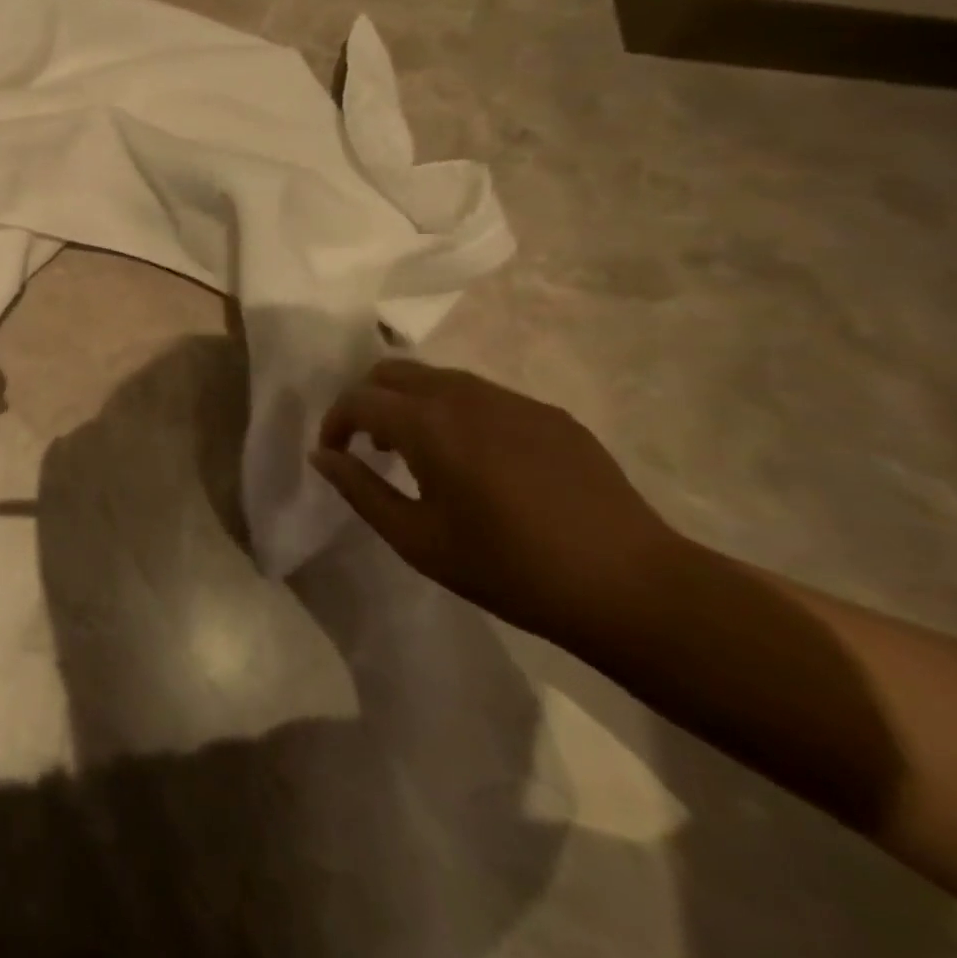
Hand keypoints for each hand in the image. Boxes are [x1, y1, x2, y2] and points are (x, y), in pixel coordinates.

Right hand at [310, 359, 685, 645]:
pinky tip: (476, 460)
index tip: (334, 453)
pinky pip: (483, 395)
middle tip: (368, 444)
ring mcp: (512, 400)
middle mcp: (465, 395)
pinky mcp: (549, 414)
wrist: (632, 587)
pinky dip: (456, 412)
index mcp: (428, 424)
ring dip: (411, 402)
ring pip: (439, 378)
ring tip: (418, 451)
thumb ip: (361, 490)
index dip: (334, 422)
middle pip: (393, 370)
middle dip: (368, 399)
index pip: (359, 399)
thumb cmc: (510, 569)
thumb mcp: (418, 540)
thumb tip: (323, 456)